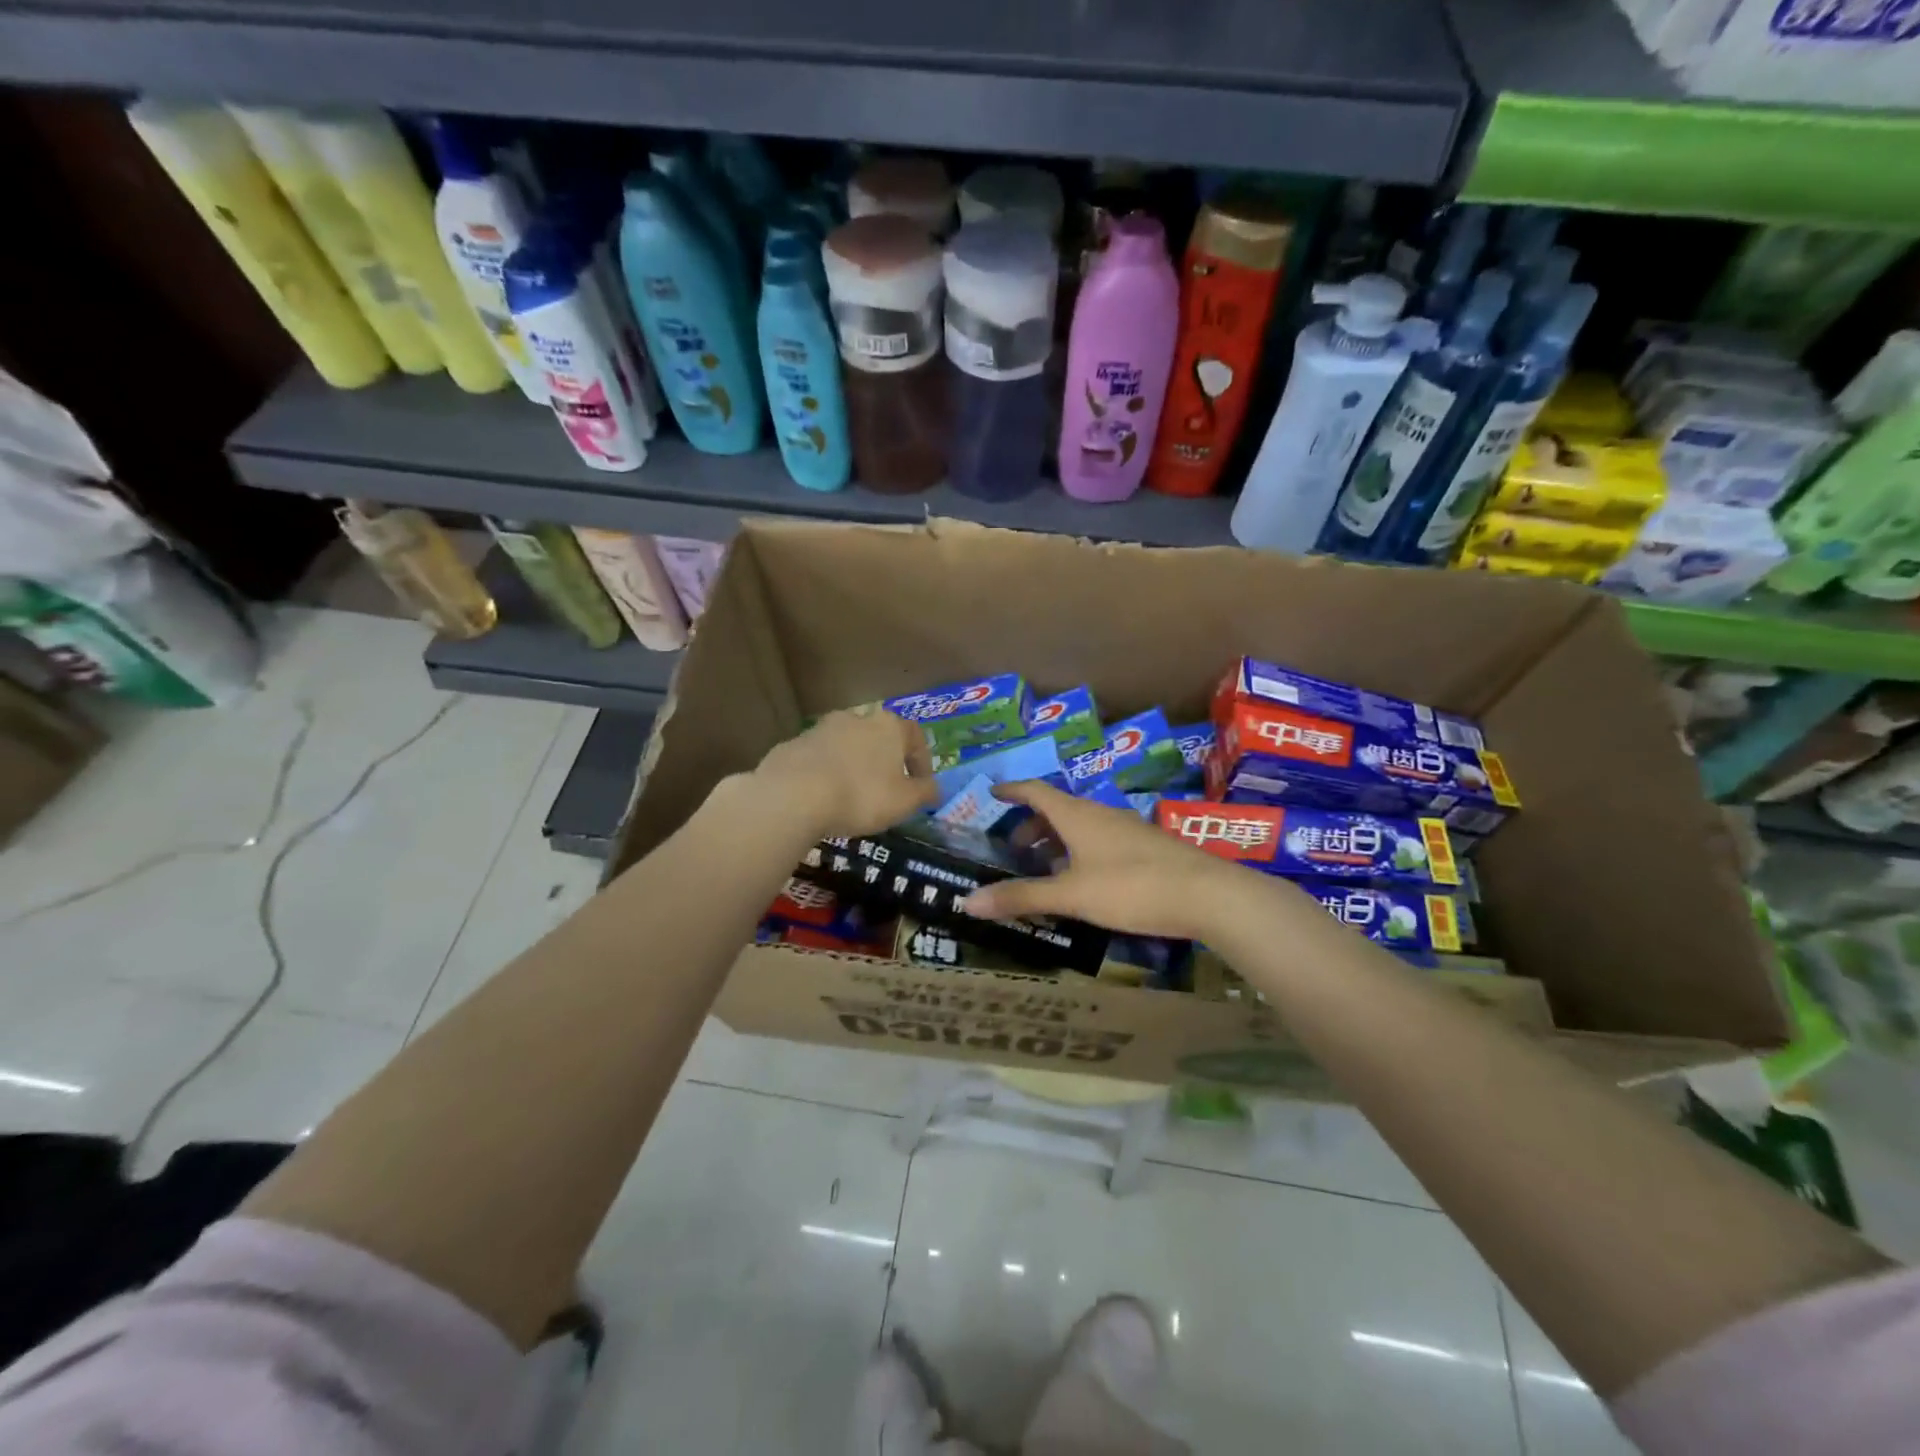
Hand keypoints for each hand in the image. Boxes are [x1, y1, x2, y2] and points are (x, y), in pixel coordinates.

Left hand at [750, 706, 939, 839]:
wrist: (794, 795)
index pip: (916, 737)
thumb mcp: (905, 802)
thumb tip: (935, 789)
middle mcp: (856, 718)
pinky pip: (818, 760)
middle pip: (879, 738)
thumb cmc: (861, 795)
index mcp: (888, 727)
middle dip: (885, 762)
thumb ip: (925, 793)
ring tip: (852, 796)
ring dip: (853, 766)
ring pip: (847, 747)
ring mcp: (821, 729)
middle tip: (886, 791)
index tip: (921, 786)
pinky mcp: (793, 745)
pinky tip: (822, 799)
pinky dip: (825, 774)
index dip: (922, 762)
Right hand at [960, 781, 1253, 939]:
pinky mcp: (1146, 848)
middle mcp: (1100, 814)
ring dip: (1057, 840)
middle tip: (1014, 849)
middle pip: (1058, 809)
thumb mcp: (1071, 895)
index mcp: (1077, 815)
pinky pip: (1101, 840)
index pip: (1036, 791)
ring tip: (1045, 868)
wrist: (1207, 895)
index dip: (1012, 791)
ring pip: (1081, 826)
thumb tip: (967, 902)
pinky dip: (1080, 852)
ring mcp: (1126, 829)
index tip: (992, 794)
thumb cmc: (1131, 886)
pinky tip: (1085, 881)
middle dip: (1032, 825)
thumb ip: (1022, 897)